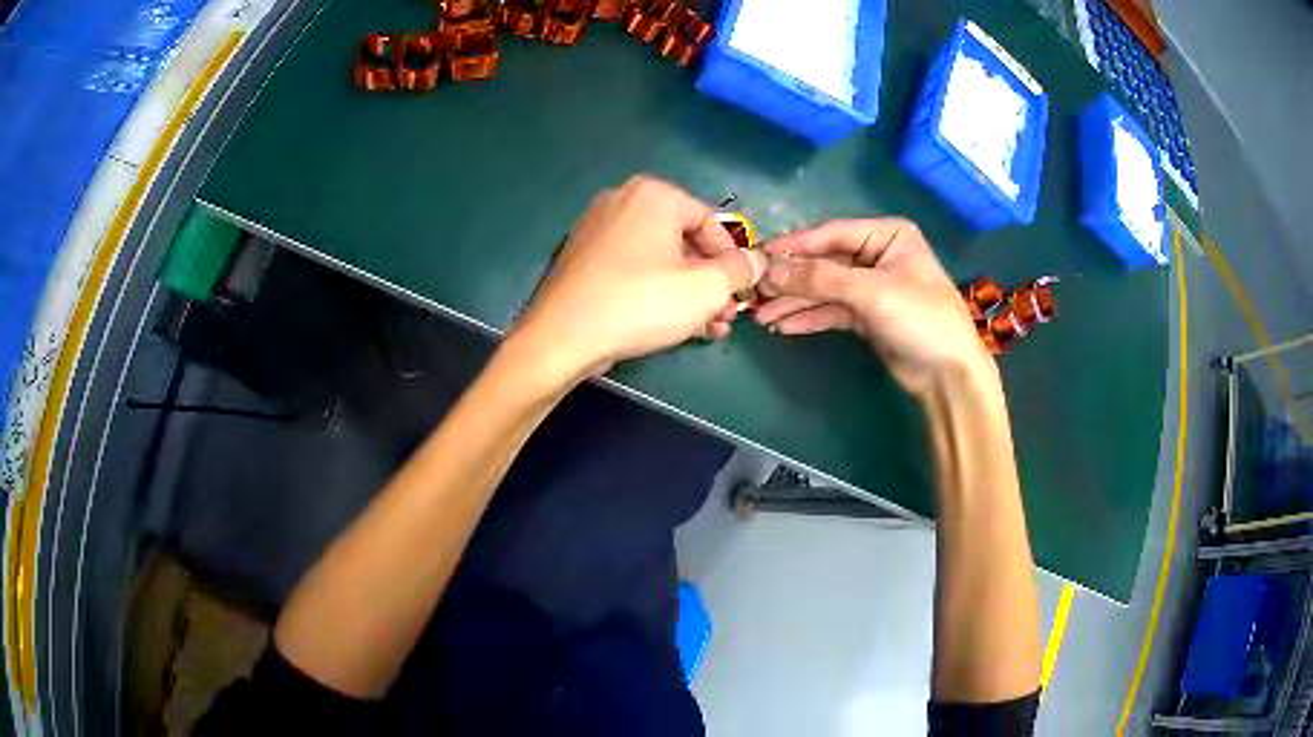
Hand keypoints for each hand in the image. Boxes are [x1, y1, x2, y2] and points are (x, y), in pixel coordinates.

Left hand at [510, 176, 766, 387]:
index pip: (710, 222)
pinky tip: (671, 324)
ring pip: (659, 259)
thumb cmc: (641, 303)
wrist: (563, 336)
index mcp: (654, 194)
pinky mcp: (582, 257)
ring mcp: (597, 228)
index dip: (733, 260)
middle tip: (726, 316)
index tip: (742, 293)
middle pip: (683, 241)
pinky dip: (655, 290)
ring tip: (707, 329)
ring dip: (688, 292)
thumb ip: (740, 270)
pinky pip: (632, 268)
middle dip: (710, 282)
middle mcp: (623, 200)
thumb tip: (758, 260)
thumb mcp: (706, 288)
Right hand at [754, 218, 991, 395]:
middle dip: (792, 279)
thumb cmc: (919, 317)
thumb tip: (770, 271)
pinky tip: (784, 325)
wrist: (948, 373)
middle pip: (825, 262)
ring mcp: (871, 287)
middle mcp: (877, 255)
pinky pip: (832, 311)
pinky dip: (810, 318)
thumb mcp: (870, 291)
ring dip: (795, 302)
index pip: (832, 233)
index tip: (759, 255)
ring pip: (825, 289)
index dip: (795, 245)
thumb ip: (819, 278)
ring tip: (761, 315)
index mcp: (887, 235)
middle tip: (756, 291)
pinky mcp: (867, 316)